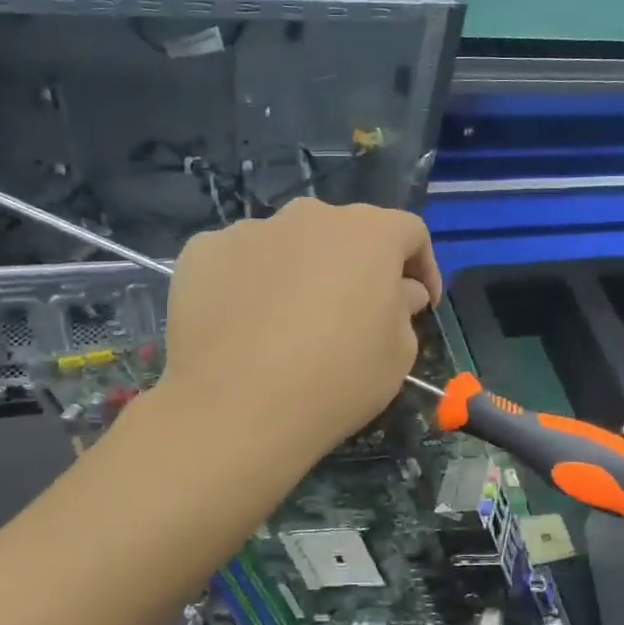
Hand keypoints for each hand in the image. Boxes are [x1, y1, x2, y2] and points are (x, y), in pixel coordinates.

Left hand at [158, 199, 442, 465]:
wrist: (235, 409)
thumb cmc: (336, 379)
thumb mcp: (398, 354)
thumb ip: (404, 308)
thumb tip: (398, 291)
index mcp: (369, 232)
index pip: (408, 232)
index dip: (421, 266)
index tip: (421, 304)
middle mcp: (309, 215)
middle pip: (344, 233)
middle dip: (356, 266)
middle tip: (353, 312)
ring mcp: (250, 229)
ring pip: (288, 244)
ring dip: (300, 271)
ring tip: (289, 322)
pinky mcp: (202, 251)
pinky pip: (239, 260)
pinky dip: (248, 282)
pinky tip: (243, 324)